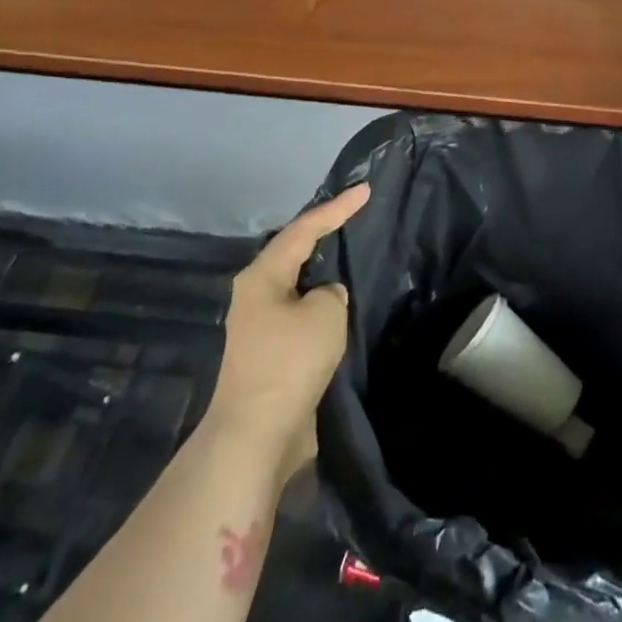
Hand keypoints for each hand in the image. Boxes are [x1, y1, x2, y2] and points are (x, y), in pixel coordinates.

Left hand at [204, 184, 369, 476]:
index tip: (365, 190)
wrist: (259, 430)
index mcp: (262, 276)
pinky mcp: (273, 352)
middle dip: (325, 235)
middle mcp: (256, 294)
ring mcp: (261, 325)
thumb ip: (333, 292)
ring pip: (300, 286)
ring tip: (356, 256)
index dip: (336, 208)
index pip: (304, 230)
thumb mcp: (325, 314)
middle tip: (357, 218)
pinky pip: (303, 314)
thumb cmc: (290, 361)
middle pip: (295, 253)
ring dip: (325, 273)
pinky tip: (345, 305)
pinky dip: (324, 305)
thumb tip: (327, 297)